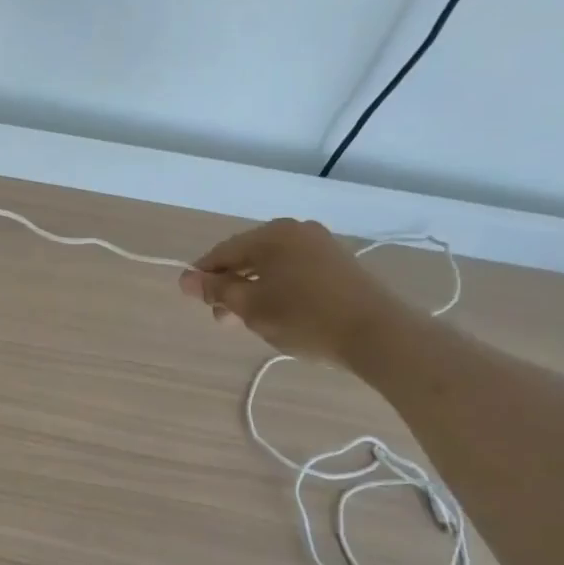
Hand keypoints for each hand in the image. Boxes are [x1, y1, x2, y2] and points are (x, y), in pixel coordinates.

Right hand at [179, 218, 408, 364]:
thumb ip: (216, 291)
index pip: (223, 252)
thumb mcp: (251, 307)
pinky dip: (279, 288)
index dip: (203, 276)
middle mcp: (296, 230)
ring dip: (254, 290)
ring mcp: (321, 245)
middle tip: (223, 319)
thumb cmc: (304, 318)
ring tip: (250, 321)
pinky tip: (279, 313)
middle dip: (230, 286)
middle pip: (248, 256)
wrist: (378, 334)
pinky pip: (295, 271)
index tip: (193, 301)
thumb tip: (185, 278)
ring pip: (272, 266)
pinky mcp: (339, 264)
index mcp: (271, 234)